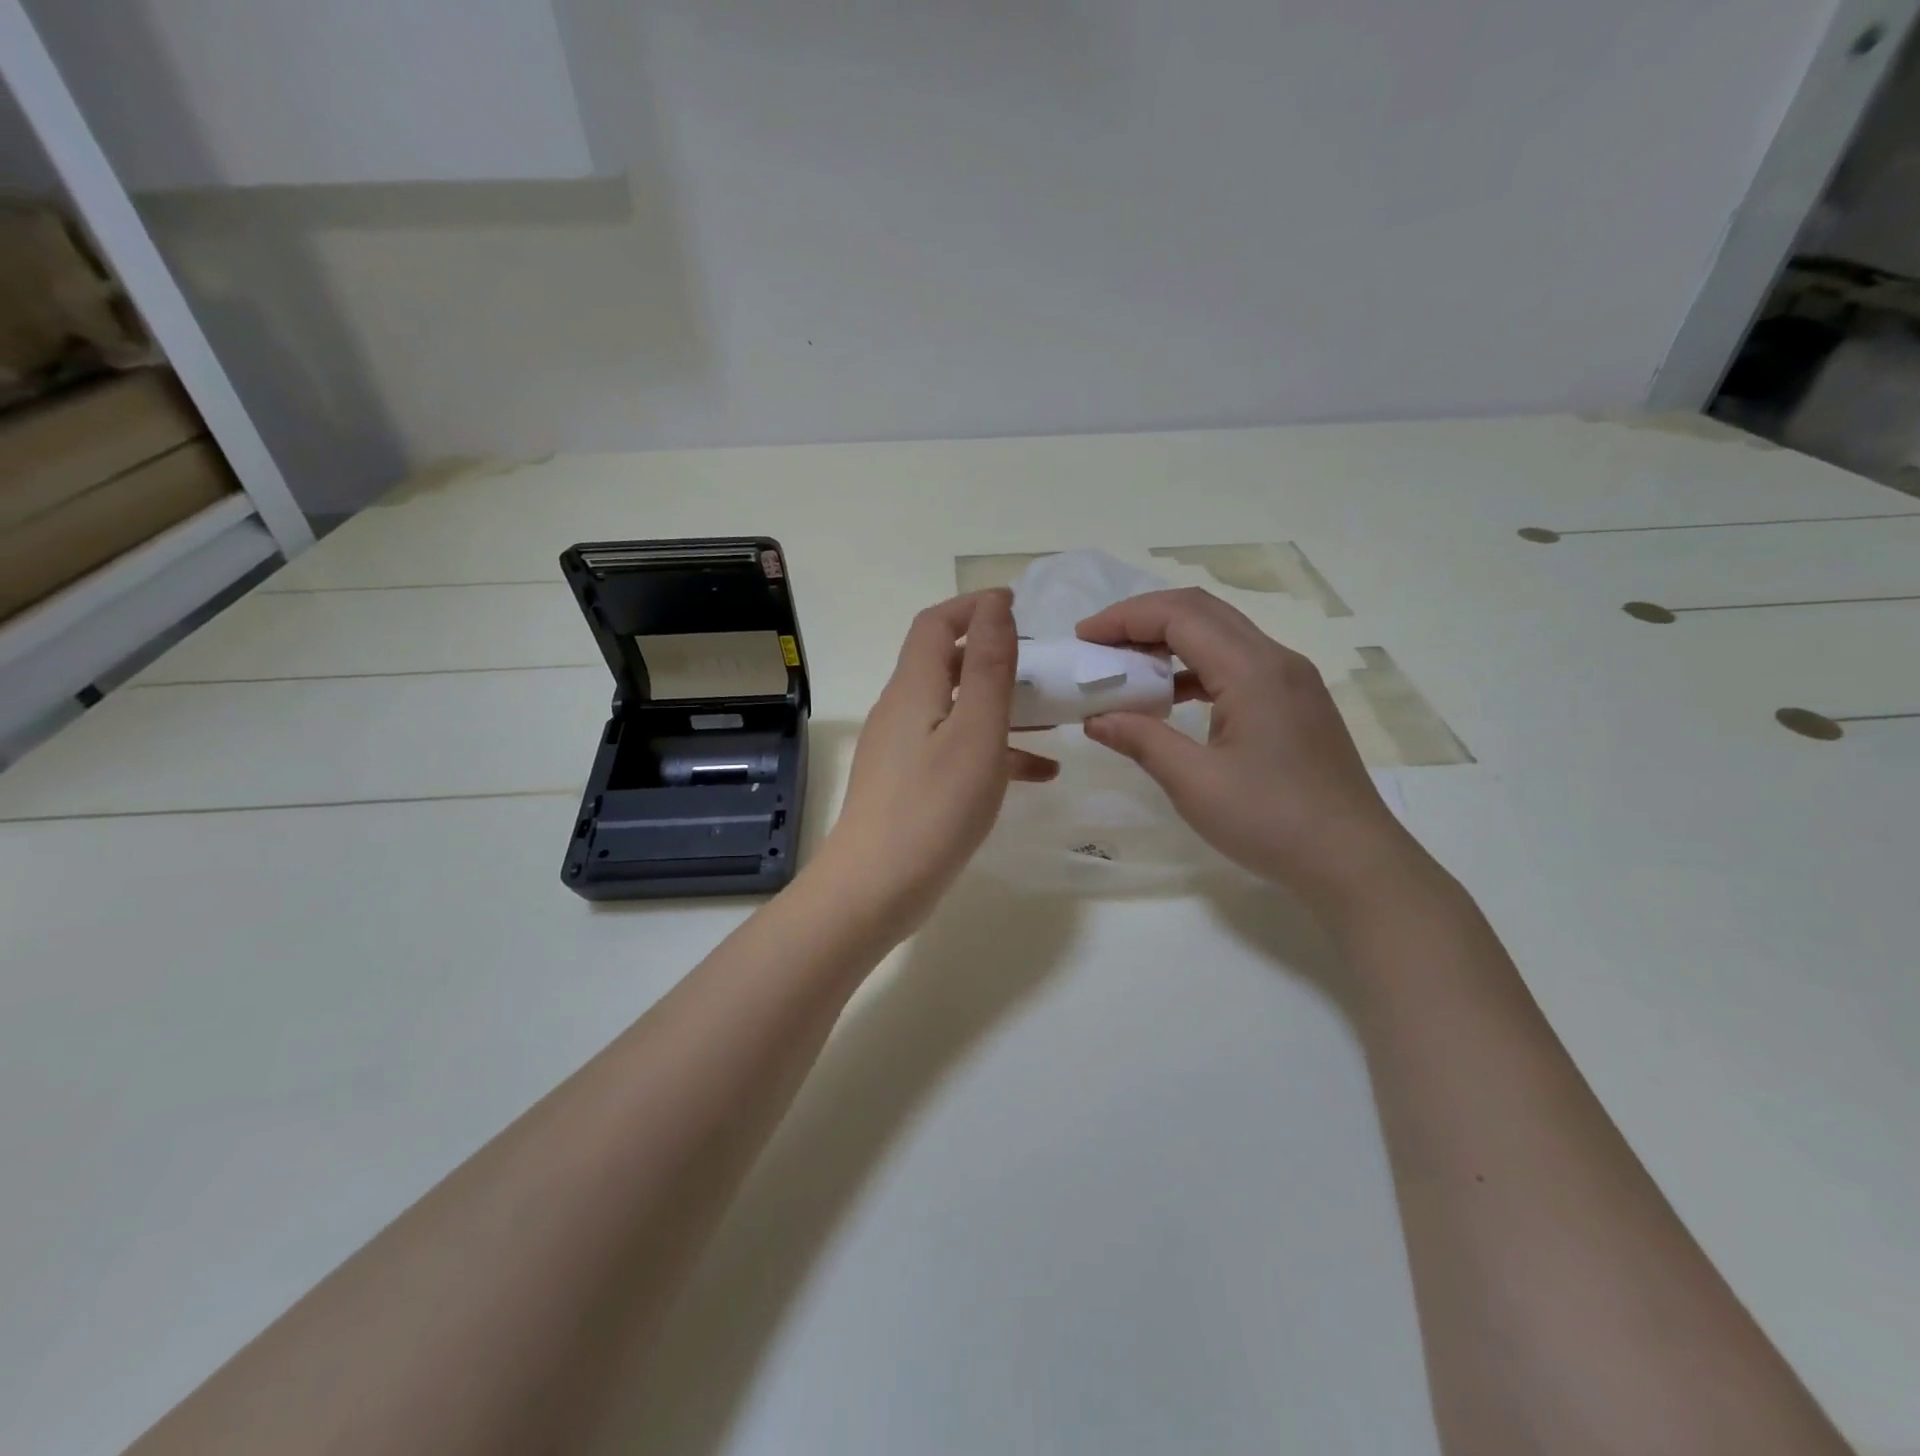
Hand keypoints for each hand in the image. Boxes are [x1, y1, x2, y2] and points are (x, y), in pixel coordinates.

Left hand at [819, 591, 1056, 938]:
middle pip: (946, 664)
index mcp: (913, 688)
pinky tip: (1038, 774)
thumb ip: (989, 667)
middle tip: (1041, 664)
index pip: (936, 624)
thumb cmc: (933, 807)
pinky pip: (954, 751)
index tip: (1018, 607)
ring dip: (1000, 707)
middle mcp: (901, 710)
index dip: (974, 607)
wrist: (875, 889)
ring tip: (1051, 718)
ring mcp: (901, 750)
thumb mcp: (976, 732)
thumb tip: (994, 606)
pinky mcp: (908, 784)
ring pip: (956, 710)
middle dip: (993, 656)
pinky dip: (992, 751)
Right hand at [1077, 588, 1433, 916]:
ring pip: (1221, 636)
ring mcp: (1291, 681)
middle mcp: (1276, 660)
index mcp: (1252, 670)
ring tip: (1126, 667)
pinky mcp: (1295, 703)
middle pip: (1202, 612)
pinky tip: (1170, 697)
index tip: (1084, 638)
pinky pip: (1237, 664)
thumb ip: (1141, 740)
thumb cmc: (1271, 821)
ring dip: (1170, 641)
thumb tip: (1095, 719)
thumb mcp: (1194, 783)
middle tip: (1098, 645)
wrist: (1353, 861)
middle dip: (1143, 619)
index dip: (1125, 618)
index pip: (1180, 615)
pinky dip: (1195, 668)